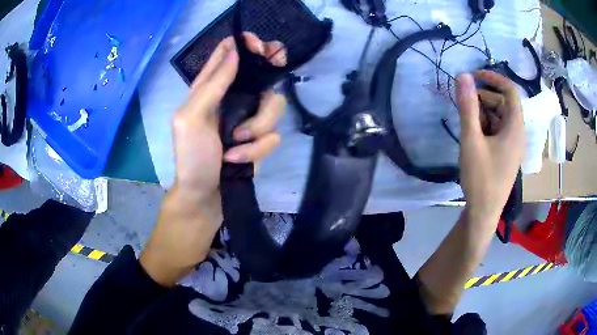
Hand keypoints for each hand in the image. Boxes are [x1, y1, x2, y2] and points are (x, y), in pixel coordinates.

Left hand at [140, 36, 285, 286]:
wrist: (205, 196)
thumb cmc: (191, 157)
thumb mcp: (190, 118)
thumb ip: (212, 85)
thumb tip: (234, 53)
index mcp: (211, 89)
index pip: (229, 55)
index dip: (244, 44)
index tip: (258, 44)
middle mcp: (234, 99)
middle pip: (263, 73)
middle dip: (271, 70)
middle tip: (278, 64)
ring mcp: (250, 119)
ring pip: (274, 106)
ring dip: (257, 127)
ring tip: (235, 144)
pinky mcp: (261, 140)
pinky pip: (273, 136)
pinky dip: (256, 150)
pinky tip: (237, 160)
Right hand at [456, 71, 524, 223]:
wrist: (483, 213)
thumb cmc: (481, 178)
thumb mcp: (471, 140)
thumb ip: (468, 107)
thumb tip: (463, 76)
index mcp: (515, 127)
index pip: (510, 90)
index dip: (493, 78)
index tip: (473, 77)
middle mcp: (518, 133)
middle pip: (503, 103)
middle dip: (484, 100)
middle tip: (464, 107)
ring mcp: (513, 144)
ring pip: (499, 117)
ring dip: (482, 115)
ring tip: (468, 128)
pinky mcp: (507, 153)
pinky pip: (498, 131)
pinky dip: (485, 127)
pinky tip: (473, 139)